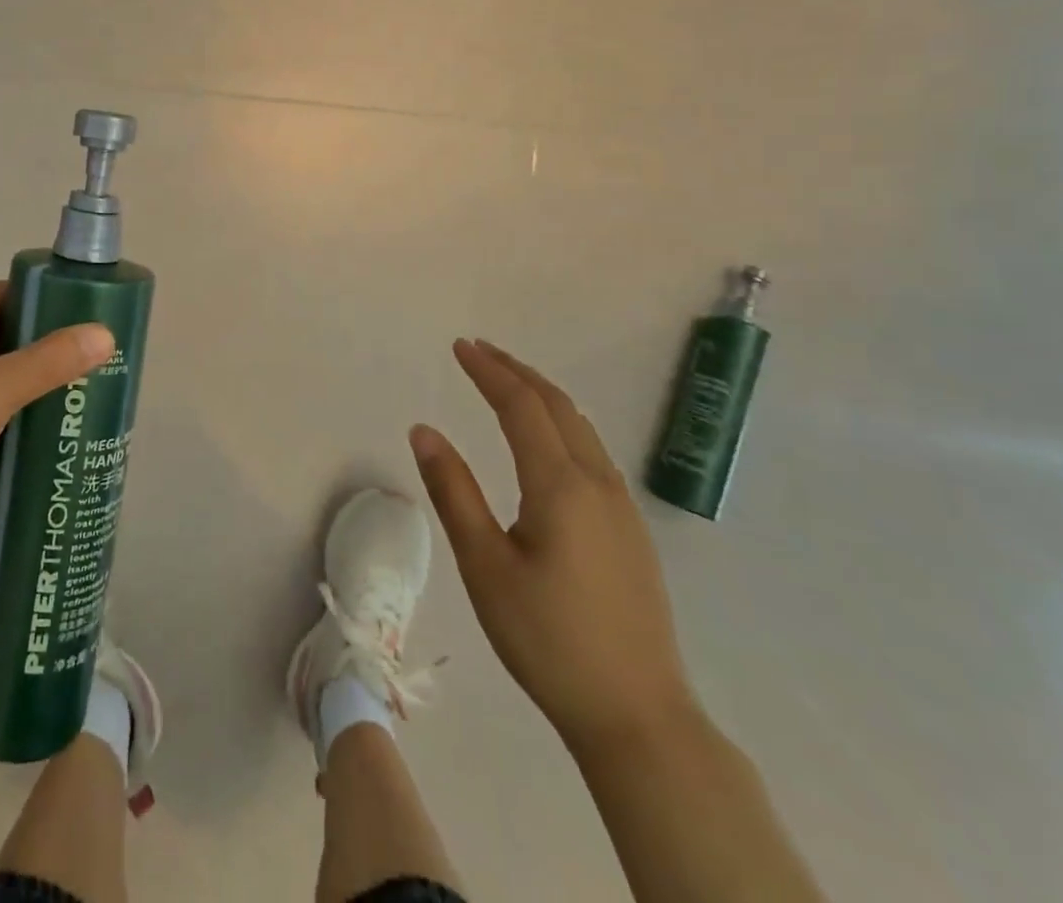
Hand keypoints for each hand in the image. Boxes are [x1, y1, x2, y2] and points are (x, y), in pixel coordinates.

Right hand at [411, 339, 698, 755]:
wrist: (638, 716)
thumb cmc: (547, 639)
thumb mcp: (484, 565)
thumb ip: (453, 491)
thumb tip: (424, 430)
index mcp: (561, 486)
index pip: (522, 407)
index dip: (489, 371)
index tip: (459, 346)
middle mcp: (599, 485)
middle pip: (558, 407)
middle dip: (517, 372)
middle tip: (479, 350)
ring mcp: (622, 509)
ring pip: (582, 429)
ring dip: (542, 396)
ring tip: (508, 381)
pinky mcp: (631, 533)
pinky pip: (593, 453)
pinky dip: (562, 424)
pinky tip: (546, 440)